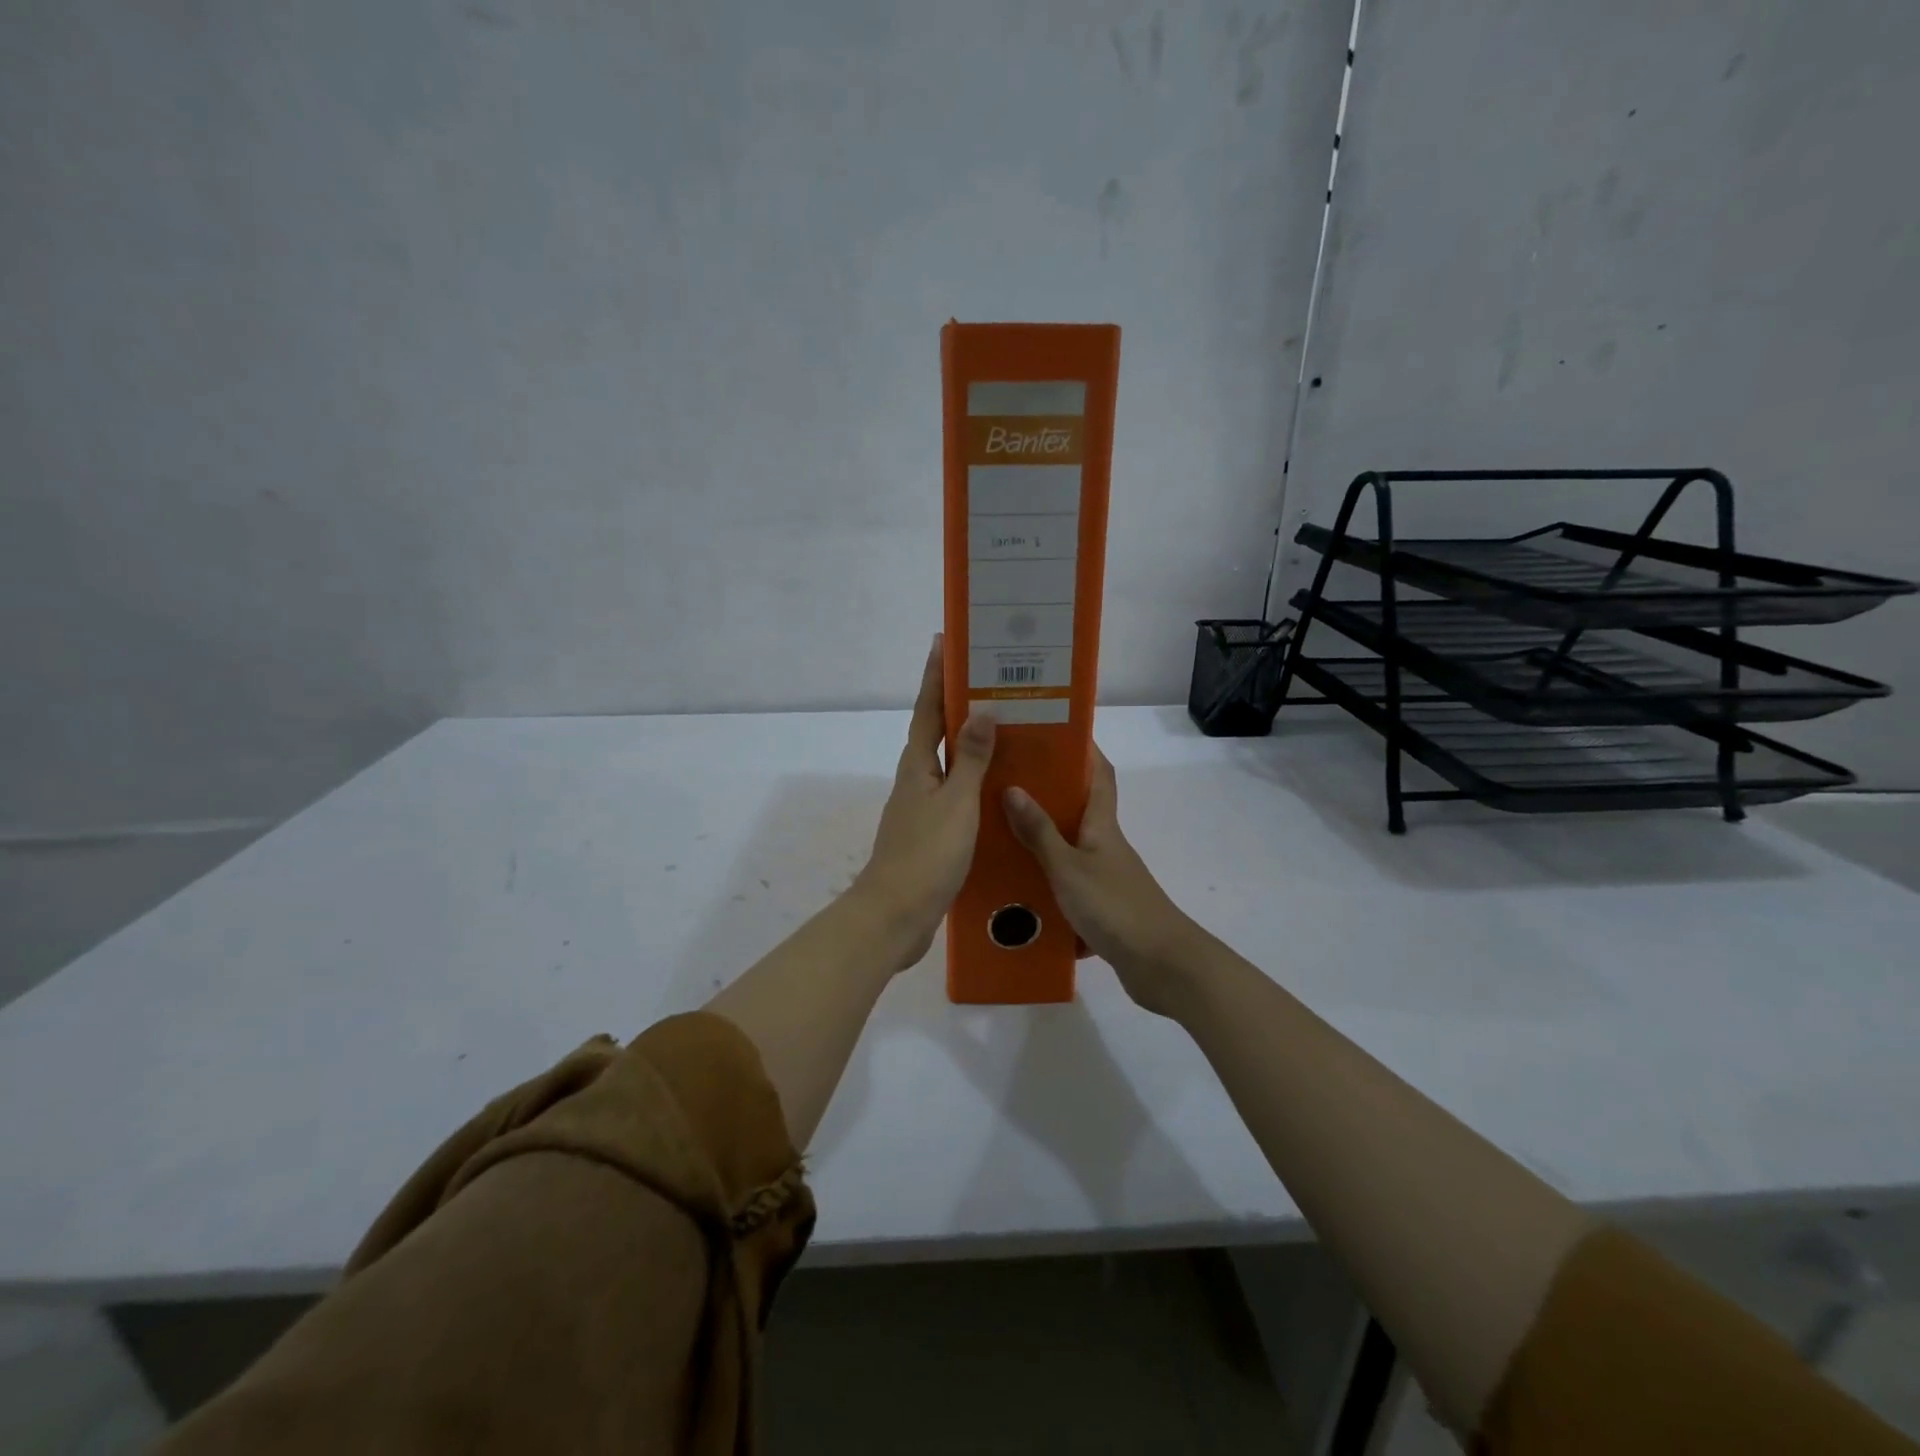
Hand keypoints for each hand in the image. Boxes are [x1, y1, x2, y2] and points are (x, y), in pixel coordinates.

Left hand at [852, 634, 996, 970]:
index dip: (937, 676)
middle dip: (957, 704)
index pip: (929, 709)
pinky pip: (957, 795)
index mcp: (918, 766)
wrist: (896, 915)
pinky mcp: (932, 834)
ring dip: (970, 744)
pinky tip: (999, 788)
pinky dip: (975, 782)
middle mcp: (917, 780)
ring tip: (1005, 729)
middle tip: (991, 682)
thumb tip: (982, 709)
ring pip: (949, 765)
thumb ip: (971, 758)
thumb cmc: (926, 854)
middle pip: (937, 732)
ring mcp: (922, 808)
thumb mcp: (956, 802)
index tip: (946, 642)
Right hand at [1004, 747, 1201, 1016]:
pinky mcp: (1102, 908)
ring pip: (1070, 850)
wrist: (1161, 966)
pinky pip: (1068, 887)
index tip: (1053, 731)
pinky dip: (1046, 887)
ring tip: (998, 837)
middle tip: (1005, 783)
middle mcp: (1106, 845)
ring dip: (1042, 843)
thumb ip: (1040, 832)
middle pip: (1079, 809)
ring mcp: (1106, 878)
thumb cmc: (1115, 906)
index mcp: (1103, 825)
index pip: (1099, 774)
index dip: (1083, 749)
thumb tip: (1012, 787)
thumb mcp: (1068, 867)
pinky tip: (1016, 894)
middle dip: (1048, 794)